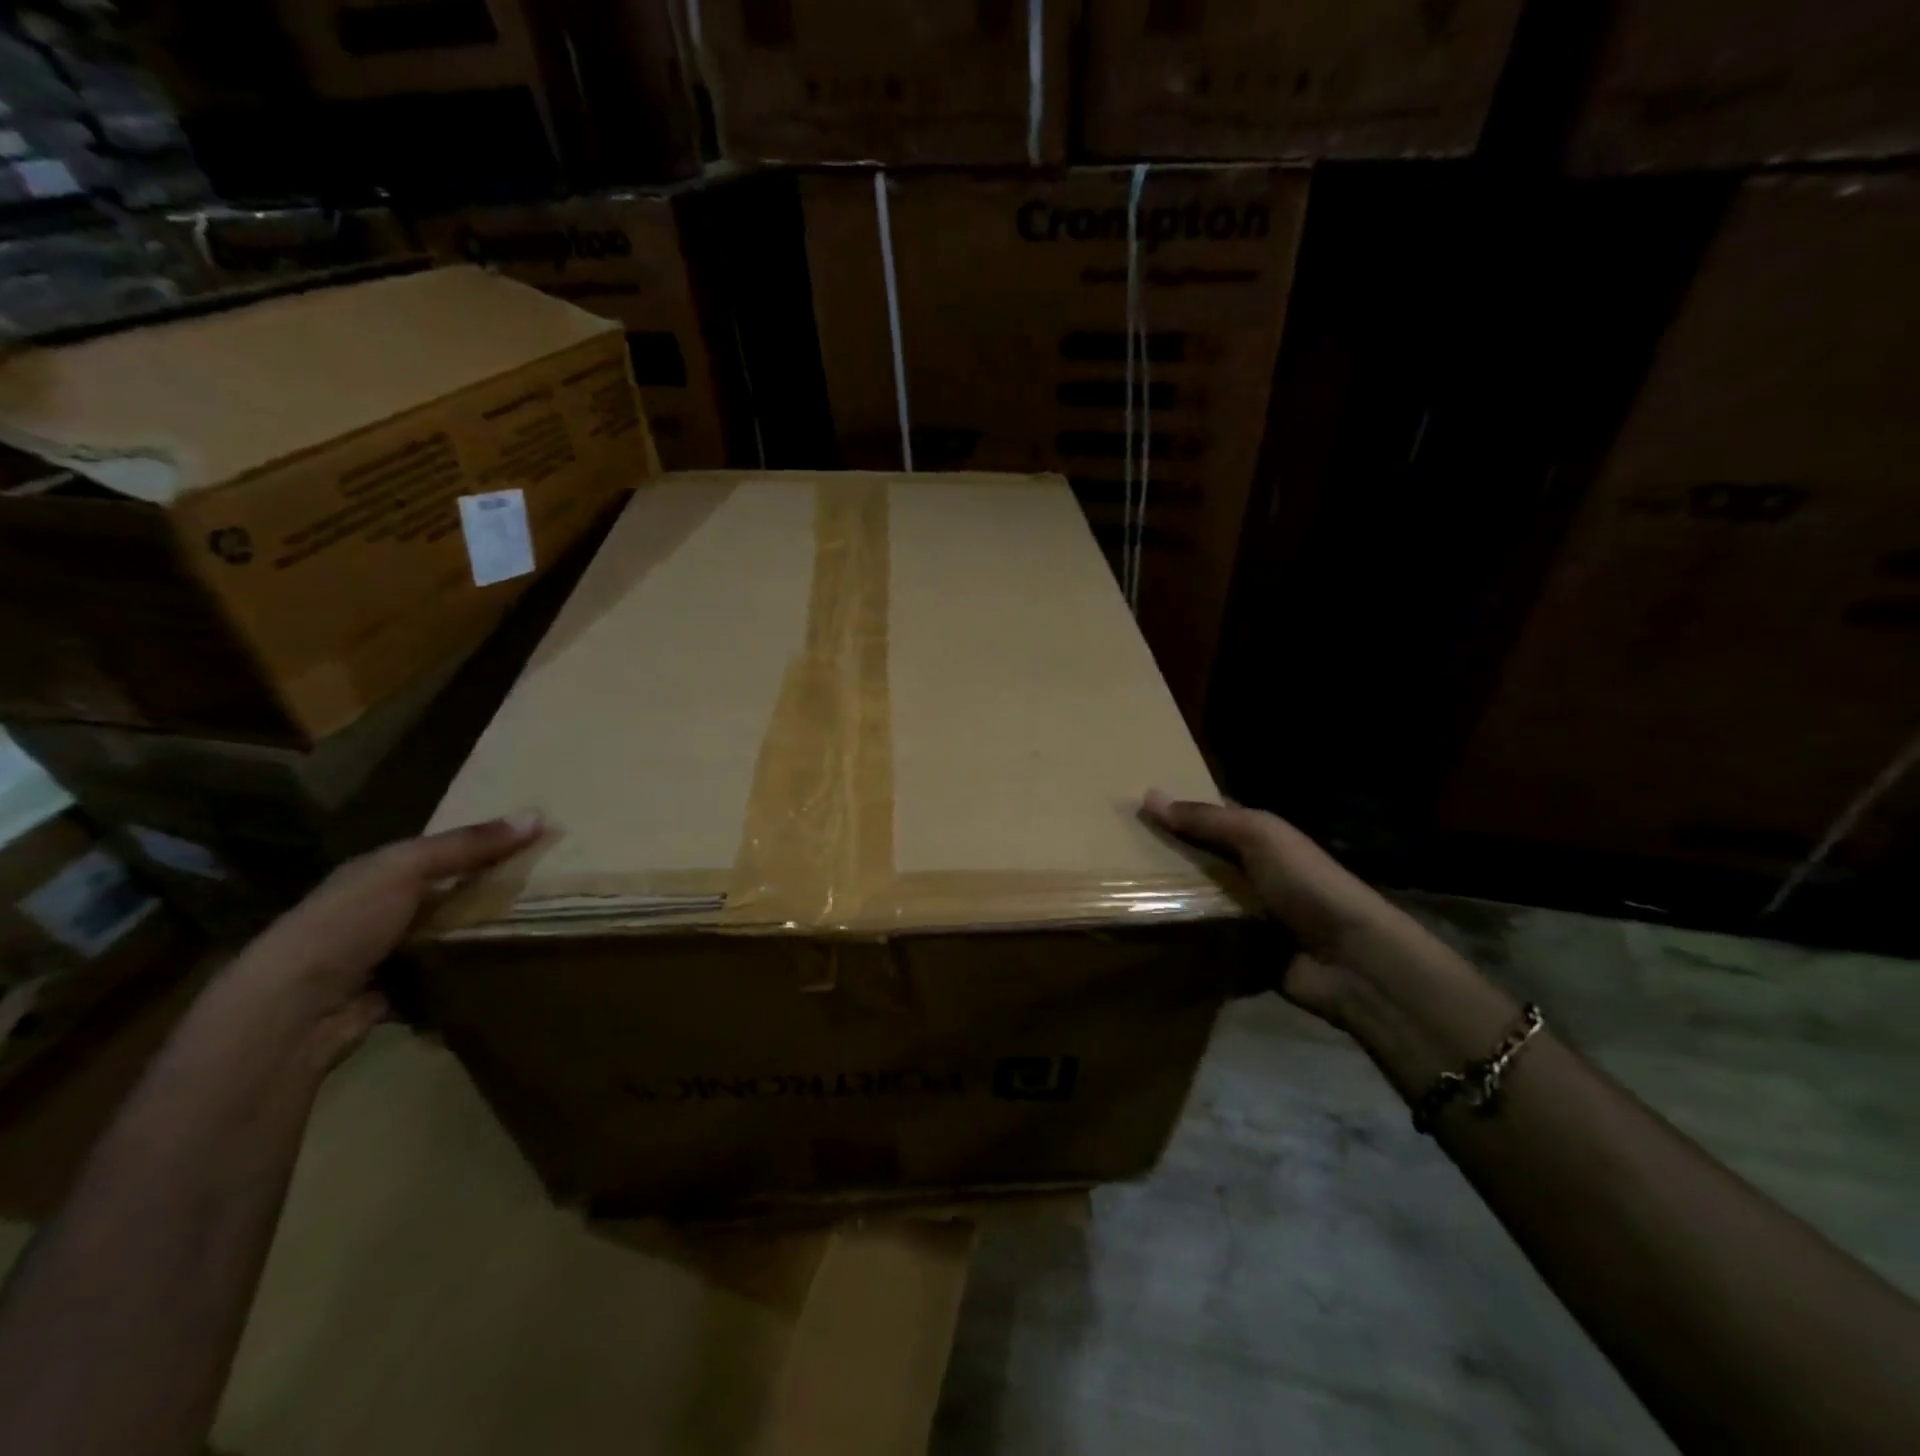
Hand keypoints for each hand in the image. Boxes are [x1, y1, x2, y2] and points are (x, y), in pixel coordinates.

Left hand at [229, 813, 543, 1067]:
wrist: (291, 1014)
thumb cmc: (345, 925)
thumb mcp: (406, 869)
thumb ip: (467, 844)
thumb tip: (540, 815)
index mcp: (374, 874)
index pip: (439, 851)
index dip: (485, 843)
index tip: (537, 841)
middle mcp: (376, 911)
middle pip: (446, 893)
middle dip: (488, 890)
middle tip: (549, 886)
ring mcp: (383, 956)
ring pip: (446, 935)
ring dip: (479, 934)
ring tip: (538, 925)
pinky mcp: (394, 995)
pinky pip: (443, 976)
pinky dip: (467, 972)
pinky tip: (504, 966)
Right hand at [1142, 789, 1518, 1072]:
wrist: (1350, 961)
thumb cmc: (1307, 885)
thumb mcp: (1260, 837)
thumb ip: (1207, 819)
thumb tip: (1147, 795)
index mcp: (1260, 840)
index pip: (1210, 818)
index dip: (1177, 810)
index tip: (1130, 806)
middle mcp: (1250, 874)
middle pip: (1197, 860)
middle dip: (1162, 856)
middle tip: (1110, 852)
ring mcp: (1245, 916)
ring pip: (1195, 900)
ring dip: (1165, 898)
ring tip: (1116, 891)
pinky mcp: (1239, 954)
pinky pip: (1201, 941)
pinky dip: (1178, 938)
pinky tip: (1141, 931)